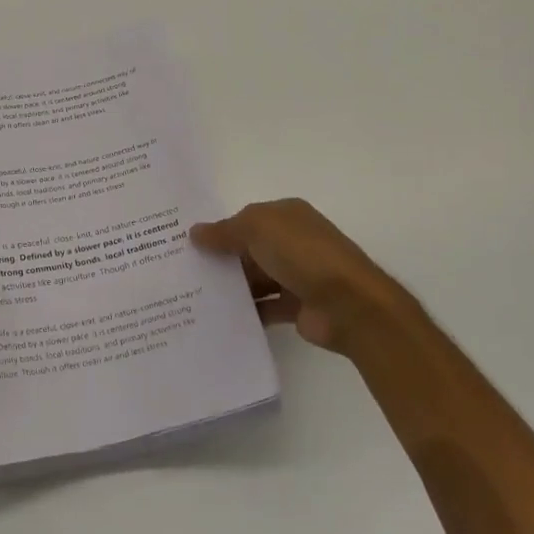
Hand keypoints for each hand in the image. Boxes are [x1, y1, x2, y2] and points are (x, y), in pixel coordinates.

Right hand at [191, 198, 408, 356]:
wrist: (349, 304)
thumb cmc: (302, 253)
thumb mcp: (257, 228)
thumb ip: (225, 231)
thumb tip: (195, 233)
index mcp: (287, 216)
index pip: (247, 219)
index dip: (221, 229)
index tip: (189, 244)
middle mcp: (293, 242)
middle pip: (250, 249)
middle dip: (222, 259)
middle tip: (184, 272)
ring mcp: (298, 275)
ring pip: (256, 279)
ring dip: (233, 287)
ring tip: (194, 297)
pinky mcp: (299, 307)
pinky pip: (266, 308)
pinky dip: (248, 312)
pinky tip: (220, 318)